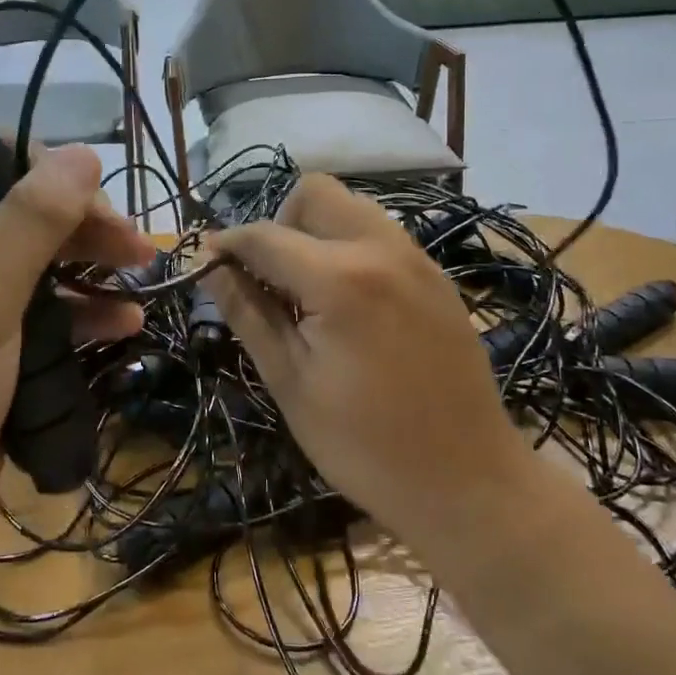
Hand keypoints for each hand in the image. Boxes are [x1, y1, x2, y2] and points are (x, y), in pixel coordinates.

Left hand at [0, 146, 150, 659]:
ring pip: (28, 264)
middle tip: (135, 245)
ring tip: (142, 275)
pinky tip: (123, 323)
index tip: (94, 196)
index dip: (36, 169)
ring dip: (86, 266)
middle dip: (76, 224)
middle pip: (8, 214)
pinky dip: (77, 313)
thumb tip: (83, 153)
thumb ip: (25, 225)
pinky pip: (32, 315)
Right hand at [205, 175, 519, 551]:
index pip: (265, 235)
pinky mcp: (436, 276)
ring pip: (352, 206)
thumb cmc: (365, 444)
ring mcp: (417, 258)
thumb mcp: (291, 383)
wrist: (469, 481)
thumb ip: (248, 313)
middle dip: (279, 221)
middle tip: (269, 278)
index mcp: (339, 278)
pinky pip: (382, 234)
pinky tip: (348, 302)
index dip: (227, 244)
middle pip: (315, 192)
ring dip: (317, 230)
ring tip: (307, 289)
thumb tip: (209, 268)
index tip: (206, 262)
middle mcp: (381, 248)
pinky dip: (351, 246)